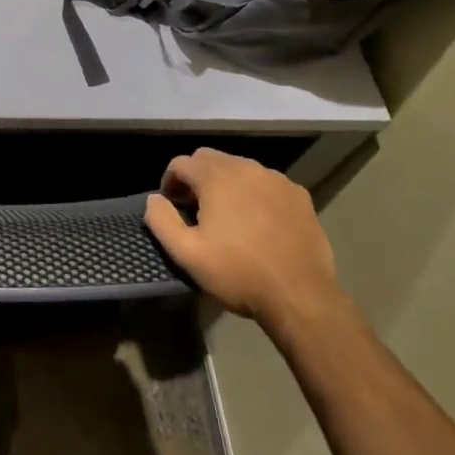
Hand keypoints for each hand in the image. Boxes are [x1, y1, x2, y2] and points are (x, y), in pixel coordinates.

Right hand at [144, 148, 343, 337]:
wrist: (301, 296)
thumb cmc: (239, 274)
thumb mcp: (188, 254)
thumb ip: (161, 221)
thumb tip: (154, 199)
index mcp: (216, 177)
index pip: (181, 163)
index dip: (170, 182)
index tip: (172, 206)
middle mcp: (245, 168)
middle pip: (210, 158)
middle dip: (196, 177)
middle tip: (196, 208)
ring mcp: (276, 179)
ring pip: (240, 168)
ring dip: (226, 183)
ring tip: (227, 214)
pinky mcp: (298, 195)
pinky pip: (267, 183)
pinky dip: (255, 193)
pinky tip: (259, 221)